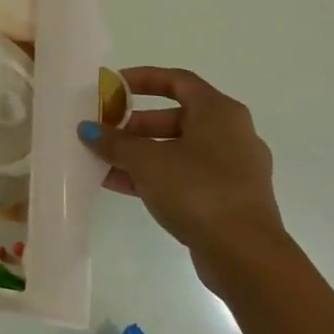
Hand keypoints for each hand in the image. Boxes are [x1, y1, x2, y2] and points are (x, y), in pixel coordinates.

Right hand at [80, 67, 286, 286]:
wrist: (245, 255)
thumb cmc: (197, 190)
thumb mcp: (146, 160)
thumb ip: (114, 142)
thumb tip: (88, 129)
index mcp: (219, 113)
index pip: (177, 80)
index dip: (142, 79)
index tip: (112, 87)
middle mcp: (231, 134)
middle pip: (175, 117)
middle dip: (134, 123)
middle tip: (104, 130)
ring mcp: (232, 169)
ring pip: (177, 149)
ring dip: (139, 152)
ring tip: (103, 159)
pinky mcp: (228, 198)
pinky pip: (184, 175)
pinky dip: (154, 175)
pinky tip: (118, 184)